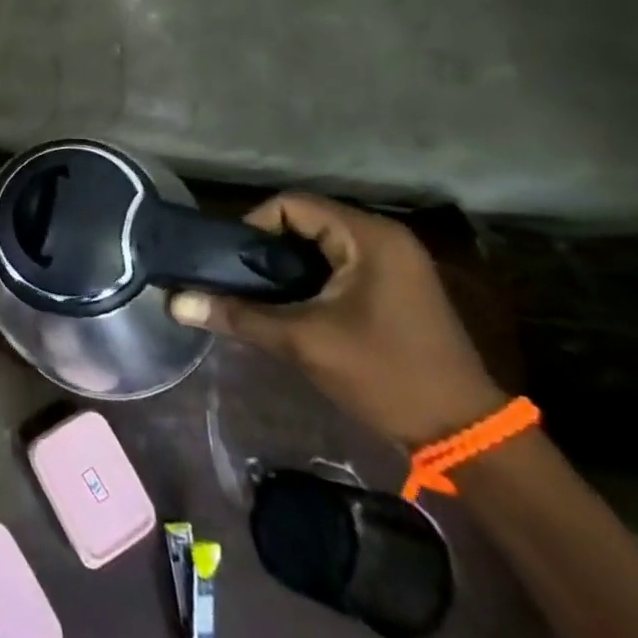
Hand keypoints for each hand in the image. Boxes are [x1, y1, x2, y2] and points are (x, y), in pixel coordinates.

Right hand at [169, 192, 505, 446]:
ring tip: (254, 294)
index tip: (229, 262)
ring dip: (284, 267)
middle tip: (235, 279)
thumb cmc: (384, 374)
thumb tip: (174, 303)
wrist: (463, 433)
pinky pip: (336, 265)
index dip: (252, 226)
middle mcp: (383, 238)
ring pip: (318, 246)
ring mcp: (392, 263)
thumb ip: (238, 316)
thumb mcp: (304, 342)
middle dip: (265, 249)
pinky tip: (287, 307)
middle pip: (303, 222)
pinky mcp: (393, 287)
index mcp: (368, 237)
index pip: (291, 205)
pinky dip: (307, 279)